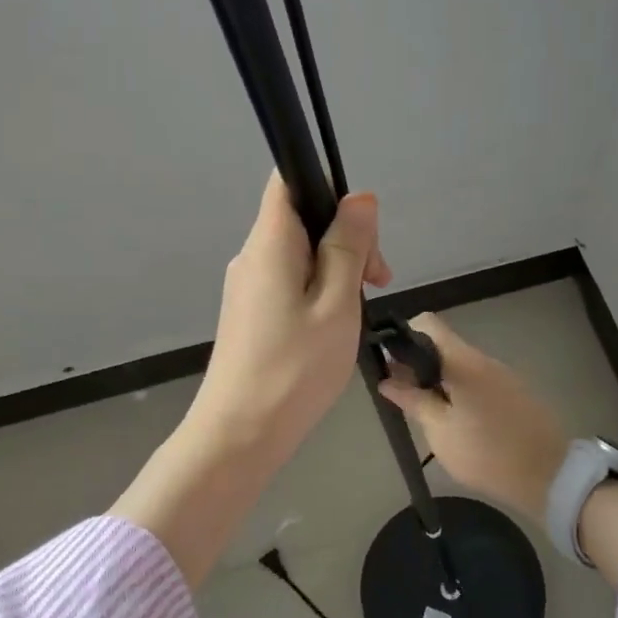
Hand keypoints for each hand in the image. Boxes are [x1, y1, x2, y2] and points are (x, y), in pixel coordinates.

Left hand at [186, 169, 391, 466]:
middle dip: (346, 239)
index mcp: (269, 243)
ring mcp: (247, 287)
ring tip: (359, 312)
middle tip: (377, 282)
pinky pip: (289, 282)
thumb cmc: (294, 369)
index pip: (289, 181)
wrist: (239, 435)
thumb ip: (348, 247)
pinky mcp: (250, 314)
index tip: (363, 233)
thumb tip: (359, 197)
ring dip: (337, 269)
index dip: (329, 190)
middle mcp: (252, 256)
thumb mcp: (336, 304)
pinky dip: (319, 291)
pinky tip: (335, 326)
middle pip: (301, 219)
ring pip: (299, 255)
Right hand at [377, 313, 568, 522]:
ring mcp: (503, 375)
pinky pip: (478, 381)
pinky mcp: (515, 393)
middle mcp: (484, 359)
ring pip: (460, 365)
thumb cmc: (487, 454)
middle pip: (443, 345)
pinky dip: (460, 391)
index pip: (428, 324)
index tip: (391, 364)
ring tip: (427, 411)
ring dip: (439, 380)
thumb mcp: (440, 431)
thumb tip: (387, 380)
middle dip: (418, 364)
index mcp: (464, 362)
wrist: (549, 476)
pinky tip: (456, 420)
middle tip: (402, 395)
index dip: (404, 336)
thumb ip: (413, 401)